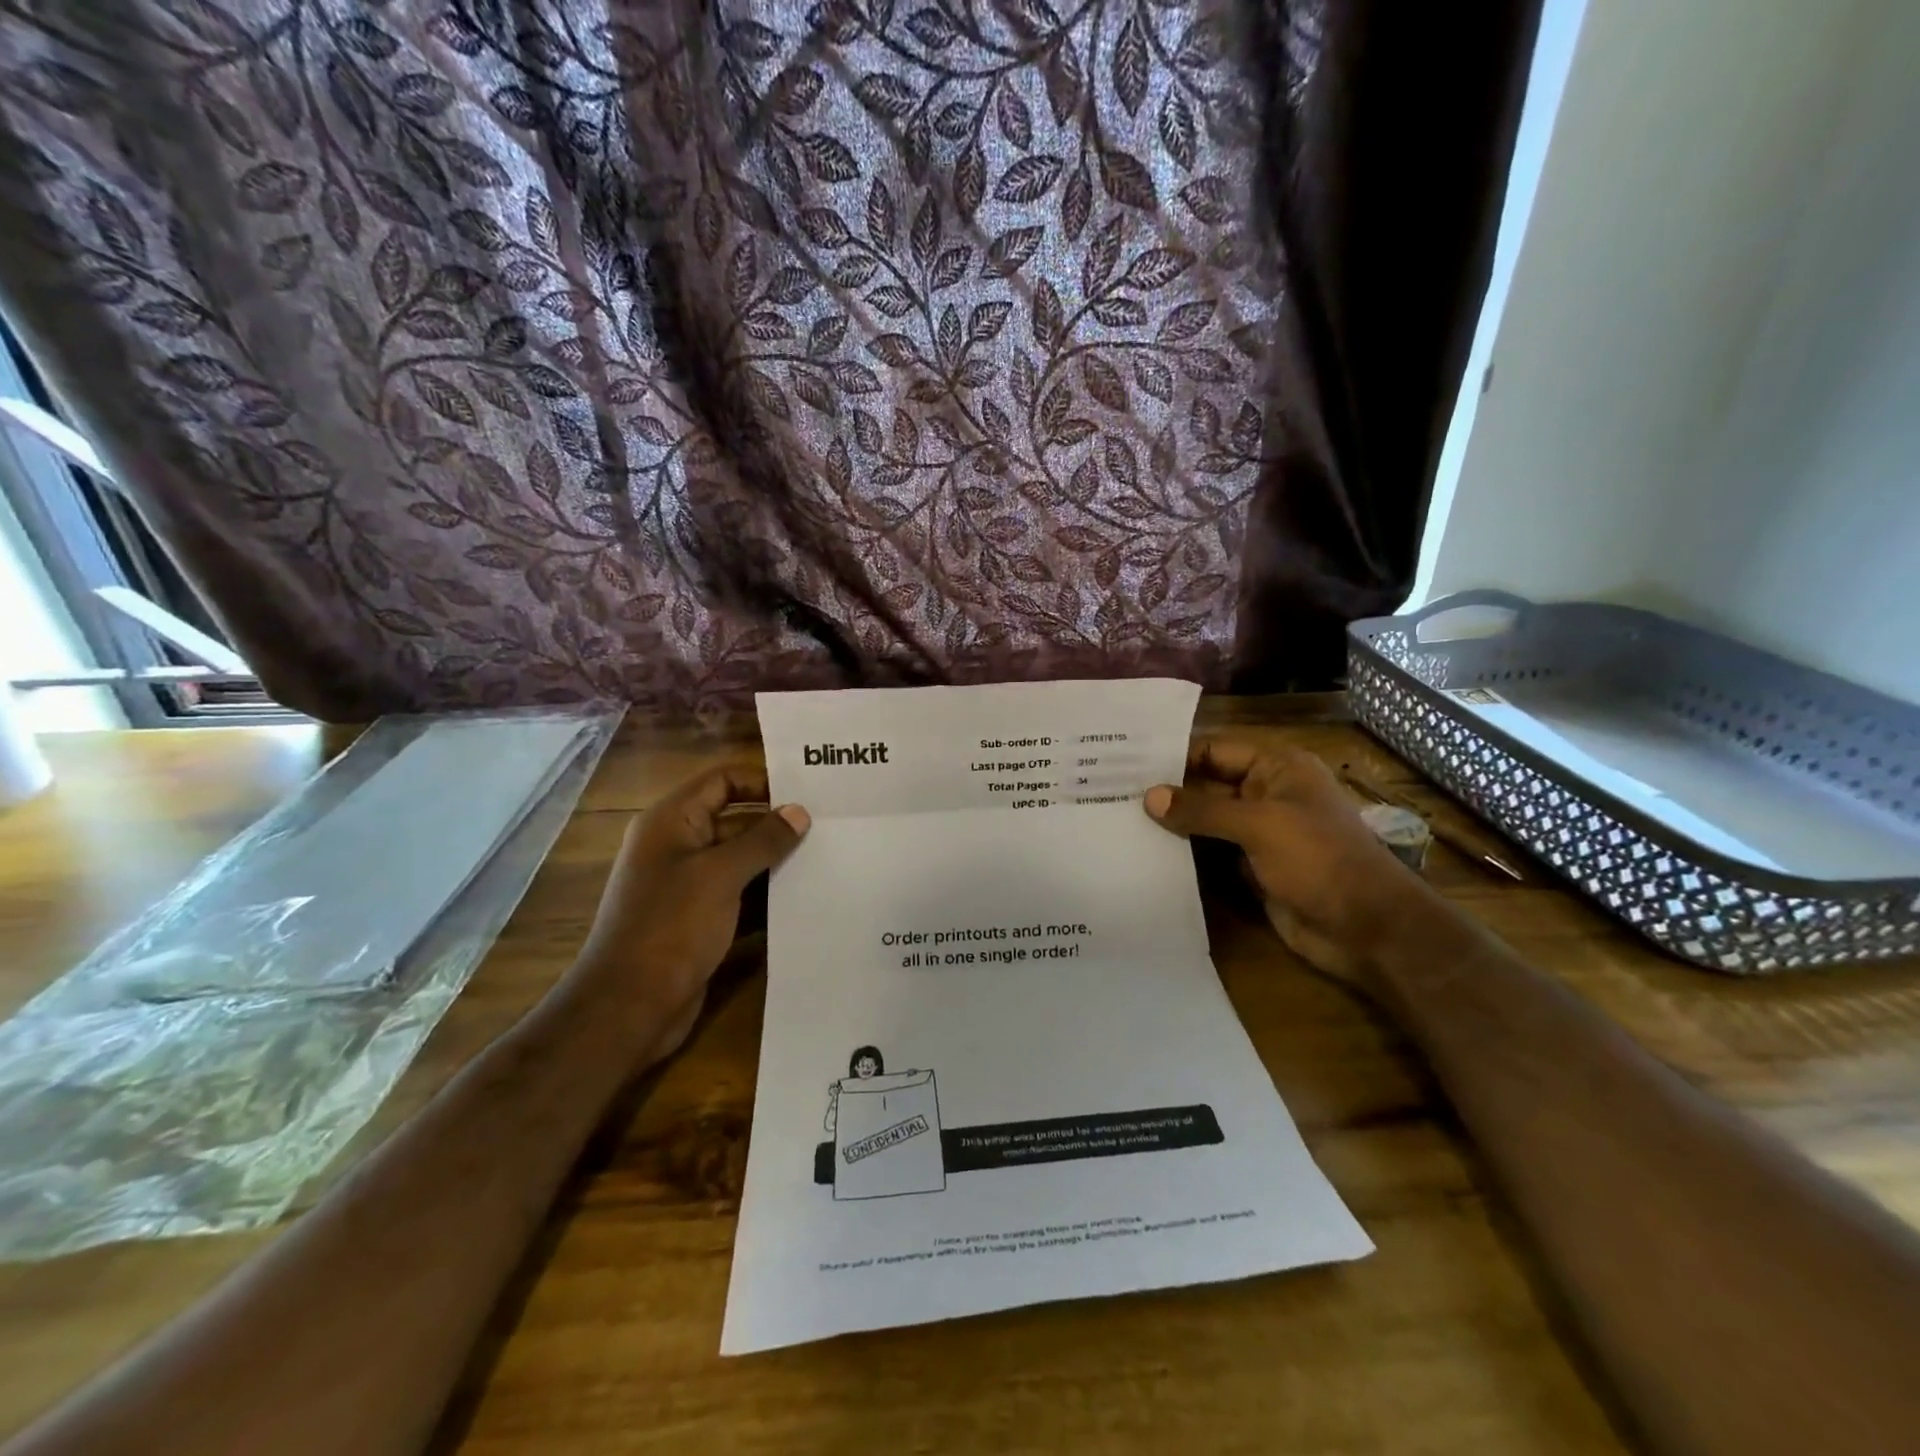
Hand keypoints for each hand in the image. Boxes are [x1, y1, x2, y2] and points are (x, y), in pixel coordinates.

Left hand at [566, 764, 808, 1062]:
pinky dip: (768, 896)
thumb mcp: (721, 875)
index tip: (807, 793)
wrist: (630, 1006)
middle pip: (736, 820)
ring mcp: (689, 886)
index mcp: (672, 822)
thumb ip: (763, 840)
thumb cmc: (672, 926)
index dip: (762, 781)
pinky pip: (741, 895)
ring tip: (828, 860)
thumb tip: (799, 812)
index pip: (722, 781)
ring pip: (742, 861)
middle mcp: (678, 847)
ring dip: (778, 862)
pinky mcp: (700, 920)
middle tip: (829, 828)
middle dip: (778, 825)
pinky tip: (806, 898)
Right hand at [1144, 738, 1437, 985]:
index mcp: (1277, 768)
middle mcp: (1265, 794)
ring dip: (1171, 823)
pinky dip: (1183, 852)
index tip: (1126, 763)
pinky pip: (1209, 852)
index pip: (1214, 750)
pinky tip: (1143, 851)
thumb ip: (1202, 810)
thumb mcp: (1260, 825)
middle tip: (1112, 791)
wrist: (1367, 929)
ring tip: (1117, 818)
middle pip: (1206, 784)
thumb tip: (1149, 797)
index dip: (1174, 756)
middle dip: (1167, 790)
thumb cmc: (1320, 860)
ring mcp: (1257, 833)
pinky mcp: (1250, 867)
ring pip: (1205, 820)